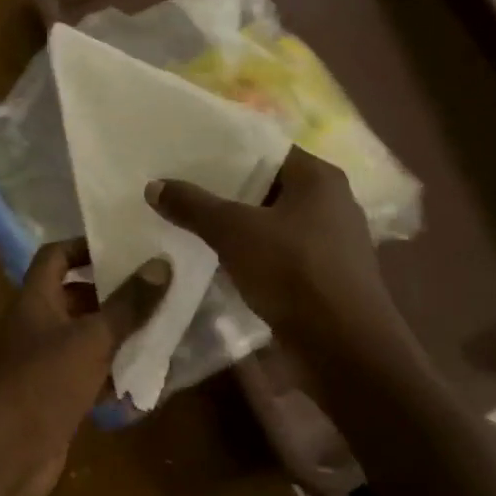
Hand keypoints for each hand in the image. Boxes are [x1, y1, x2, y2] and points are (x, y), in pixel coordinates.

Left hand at [0, 240, 170, 495]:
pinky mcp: (55, 396)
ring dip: (118, 336)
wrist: (7, 454)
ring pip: (85, 339)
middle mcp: (36, 326)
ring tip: (164, 330)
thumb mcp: (91, 339)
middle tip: (157, 291)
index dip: (85, 247)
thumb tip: (161, 265)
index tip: (125, 248)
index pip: (55, 256)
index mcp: (34, 300)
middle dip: (114, 295)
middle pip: (74, 298)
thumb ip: (127, 305)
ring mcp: (44, 363)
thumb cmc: (44, 383)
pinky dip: (113, 375)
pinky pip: (89, 375)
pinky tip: (148, 379)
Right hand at [148, 147, 418, 379]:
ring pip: (272, 221)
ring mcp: (331, 241)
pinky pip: (279, 252)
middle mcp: (331, 202)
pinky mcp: (324, 274)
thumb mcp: (233, 232)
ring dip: (237, 224)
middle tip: (180, 189)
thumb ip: (193, 206)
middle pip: (267, 186)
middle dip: (225, 190)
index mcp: (319, 178)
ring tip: (191, 223)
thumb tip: (154, 185)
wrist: (342, 346)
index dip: (226, 151)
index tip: (187, 157)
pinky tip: (220, 259)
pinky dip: (252, 252)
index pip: (266, 150)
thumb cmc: (292, 272)